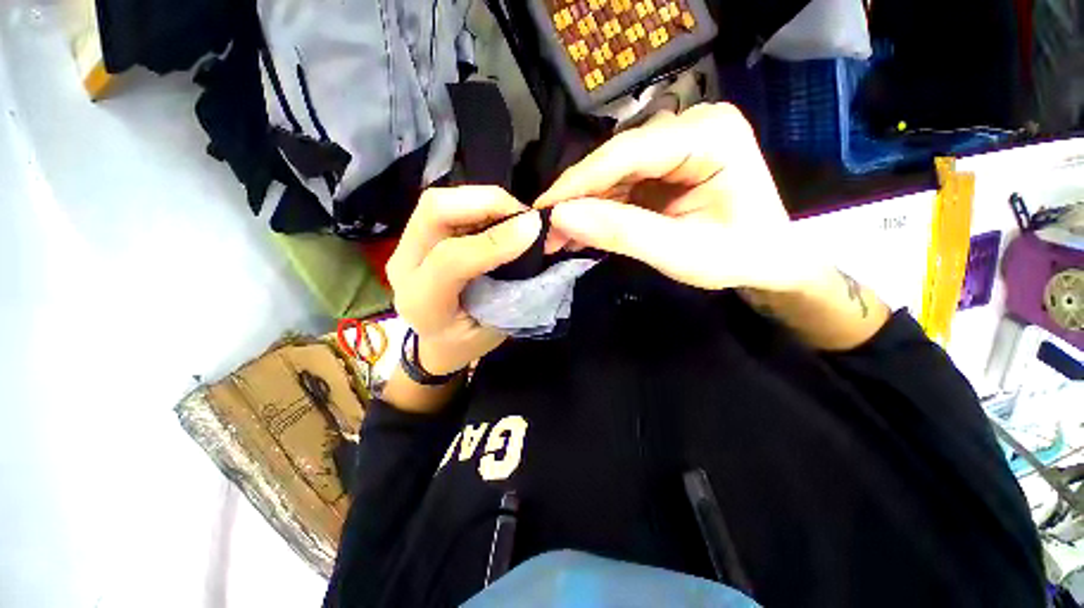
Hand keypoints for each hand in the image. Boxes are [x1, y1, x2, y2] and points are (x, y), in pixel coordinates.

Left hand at [386, 186, 541, 373]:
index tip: (533, 229)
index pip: (452, 260)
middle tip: (523, 214)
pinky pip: (444, 207)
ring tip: (513, 215)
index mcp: (424, 303)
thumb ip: (515, 287)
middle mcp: (404, 268)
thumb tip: (538, 242)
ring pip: (437, 201)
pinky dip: (478, 204)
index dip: (495, 240)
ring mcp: (404, 247)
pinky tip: (498, 217)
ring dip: (483, 200)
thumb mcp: (496, 327)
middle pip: (434, 211)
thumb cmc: (468, 342)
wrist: (437, 344)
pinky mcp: (414, 236)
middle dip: (486, 202)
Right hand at [536, 103, 827, 292]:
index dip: (579, 182)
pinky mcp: (664, 165)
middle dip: (577, 199)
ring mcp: (675, 144)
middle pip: (616, 160)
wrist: (768, 259)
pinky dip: (598, 209)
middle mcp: (690, 126)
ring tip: (557, 236)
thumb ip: (622, 233)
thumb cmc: (738, 256)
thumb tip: (560, 217)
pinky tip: (579, 229)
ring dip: (583, 206)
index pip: (628, 152)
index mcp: (709, 135)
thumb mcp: (680, 252)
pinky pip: (620, 184)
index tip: (541, 210)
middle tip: (545, 231)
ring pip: (612, 173)